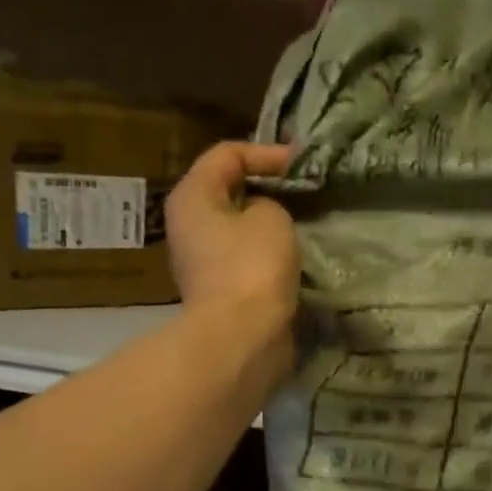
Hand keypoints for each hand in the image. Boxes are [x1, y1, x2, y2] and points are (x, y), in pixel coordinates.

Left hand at [166, 142, 300, 369]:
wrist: (243, 337)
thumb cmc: (252, 267)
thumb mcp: (271, 216)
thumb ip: (268, 202)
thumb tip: (260, 214)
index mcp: (192, 197)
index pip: (227, 154)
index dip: (266, 152)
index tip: (301, 163)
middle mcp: (188, 225)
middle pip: (228, 190)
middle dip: (266, 188)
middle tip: (302, 190)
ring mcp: (202, 261)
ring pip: (238, 227)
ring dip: (268, 224)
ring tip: (303, 222)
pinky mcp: (220, 290)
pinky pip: (245, 258)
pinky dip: (267, 253)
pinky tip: (293, 257)